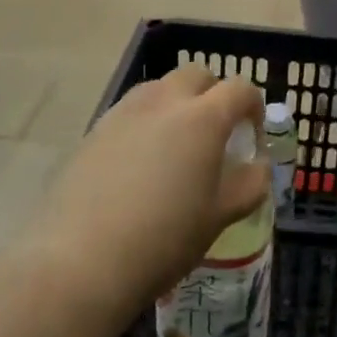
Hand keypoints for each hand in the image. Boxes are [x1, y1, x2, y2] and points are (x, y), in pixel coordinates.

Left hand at [36, 67, 267, 313]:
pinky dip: (146, 124)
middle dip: (213, 94)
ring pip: (159, 89)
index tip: (251, 137)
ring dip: (177, 105)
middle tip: (216, 134)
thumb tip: (257, 166)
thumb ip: (250, 183)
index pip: (240, 89)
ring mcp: (123, 113)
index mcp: (203, 118)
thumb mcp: (220, 215)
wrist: (79, 261)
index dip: (253, 107)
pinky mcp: (93, 132)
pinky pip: (130, 113)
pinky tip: (140, 166)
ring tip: (176, 148)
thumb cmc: (164, 238)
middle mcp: (164, 102)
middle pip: (197, 75)